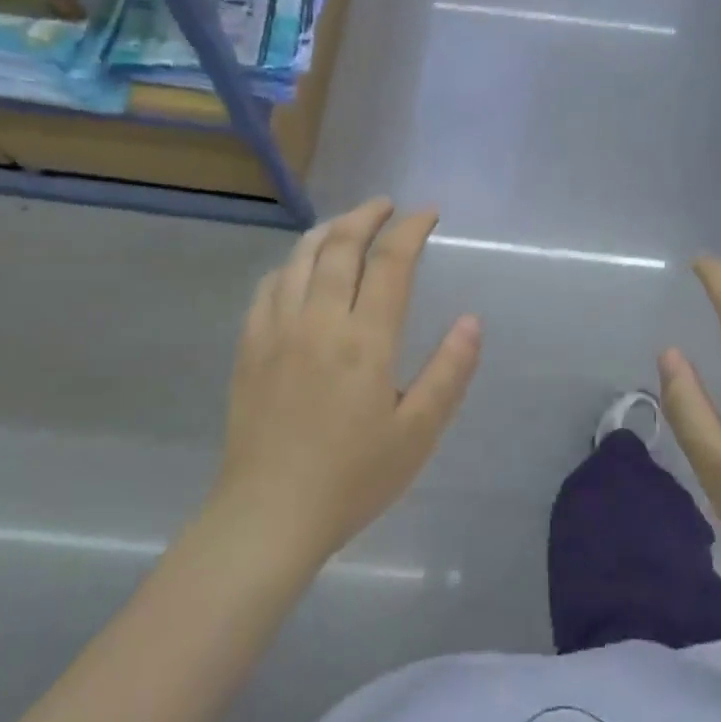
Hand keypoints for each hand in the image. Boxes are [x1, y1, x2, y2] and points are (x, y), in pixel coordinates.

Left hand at [212, 199, 481, 572]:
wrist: (269, 516)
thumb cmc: (353, 478)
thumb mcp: (417, 432)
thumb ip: (448, 372)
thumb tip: (471, 321)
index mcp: (364, 340)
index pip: (390, 263)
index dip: (410, 229)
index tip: (427, 213)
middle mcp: (317, 321)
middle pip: (339, 247)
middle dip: (366, 216)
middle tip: (386, 206)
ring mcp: (276, 332)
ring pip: (298, 259)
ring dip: (326, 231)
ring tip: (346, 223)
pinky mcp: (249, 349)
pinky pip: (267, 288)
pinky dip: (288, 264)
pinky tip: (297, 269)